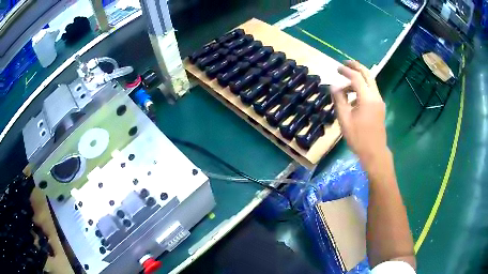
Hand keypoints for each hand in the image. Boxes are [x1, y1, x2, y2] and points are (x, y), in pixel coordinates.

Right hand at [331, 60, 388, 165]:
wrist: (374, 153)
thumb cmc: (358, 138)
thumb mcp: (344, 119)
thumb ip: (339, 100)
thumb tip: (334, 86)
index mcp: (367, 98)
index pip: (356, 78)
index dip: (346, 71)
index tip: (336, 68)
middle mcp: (376, 96)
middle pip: (368, 75)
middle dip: (356, 67)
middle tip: (345, 63)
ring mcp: (379, 102)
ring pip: (370, 83)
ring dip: (358, 80)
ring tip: (345, 88)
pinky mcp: (380, 107)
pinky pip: (371, 92)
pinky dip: (362, 89)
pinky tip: (353, 98)